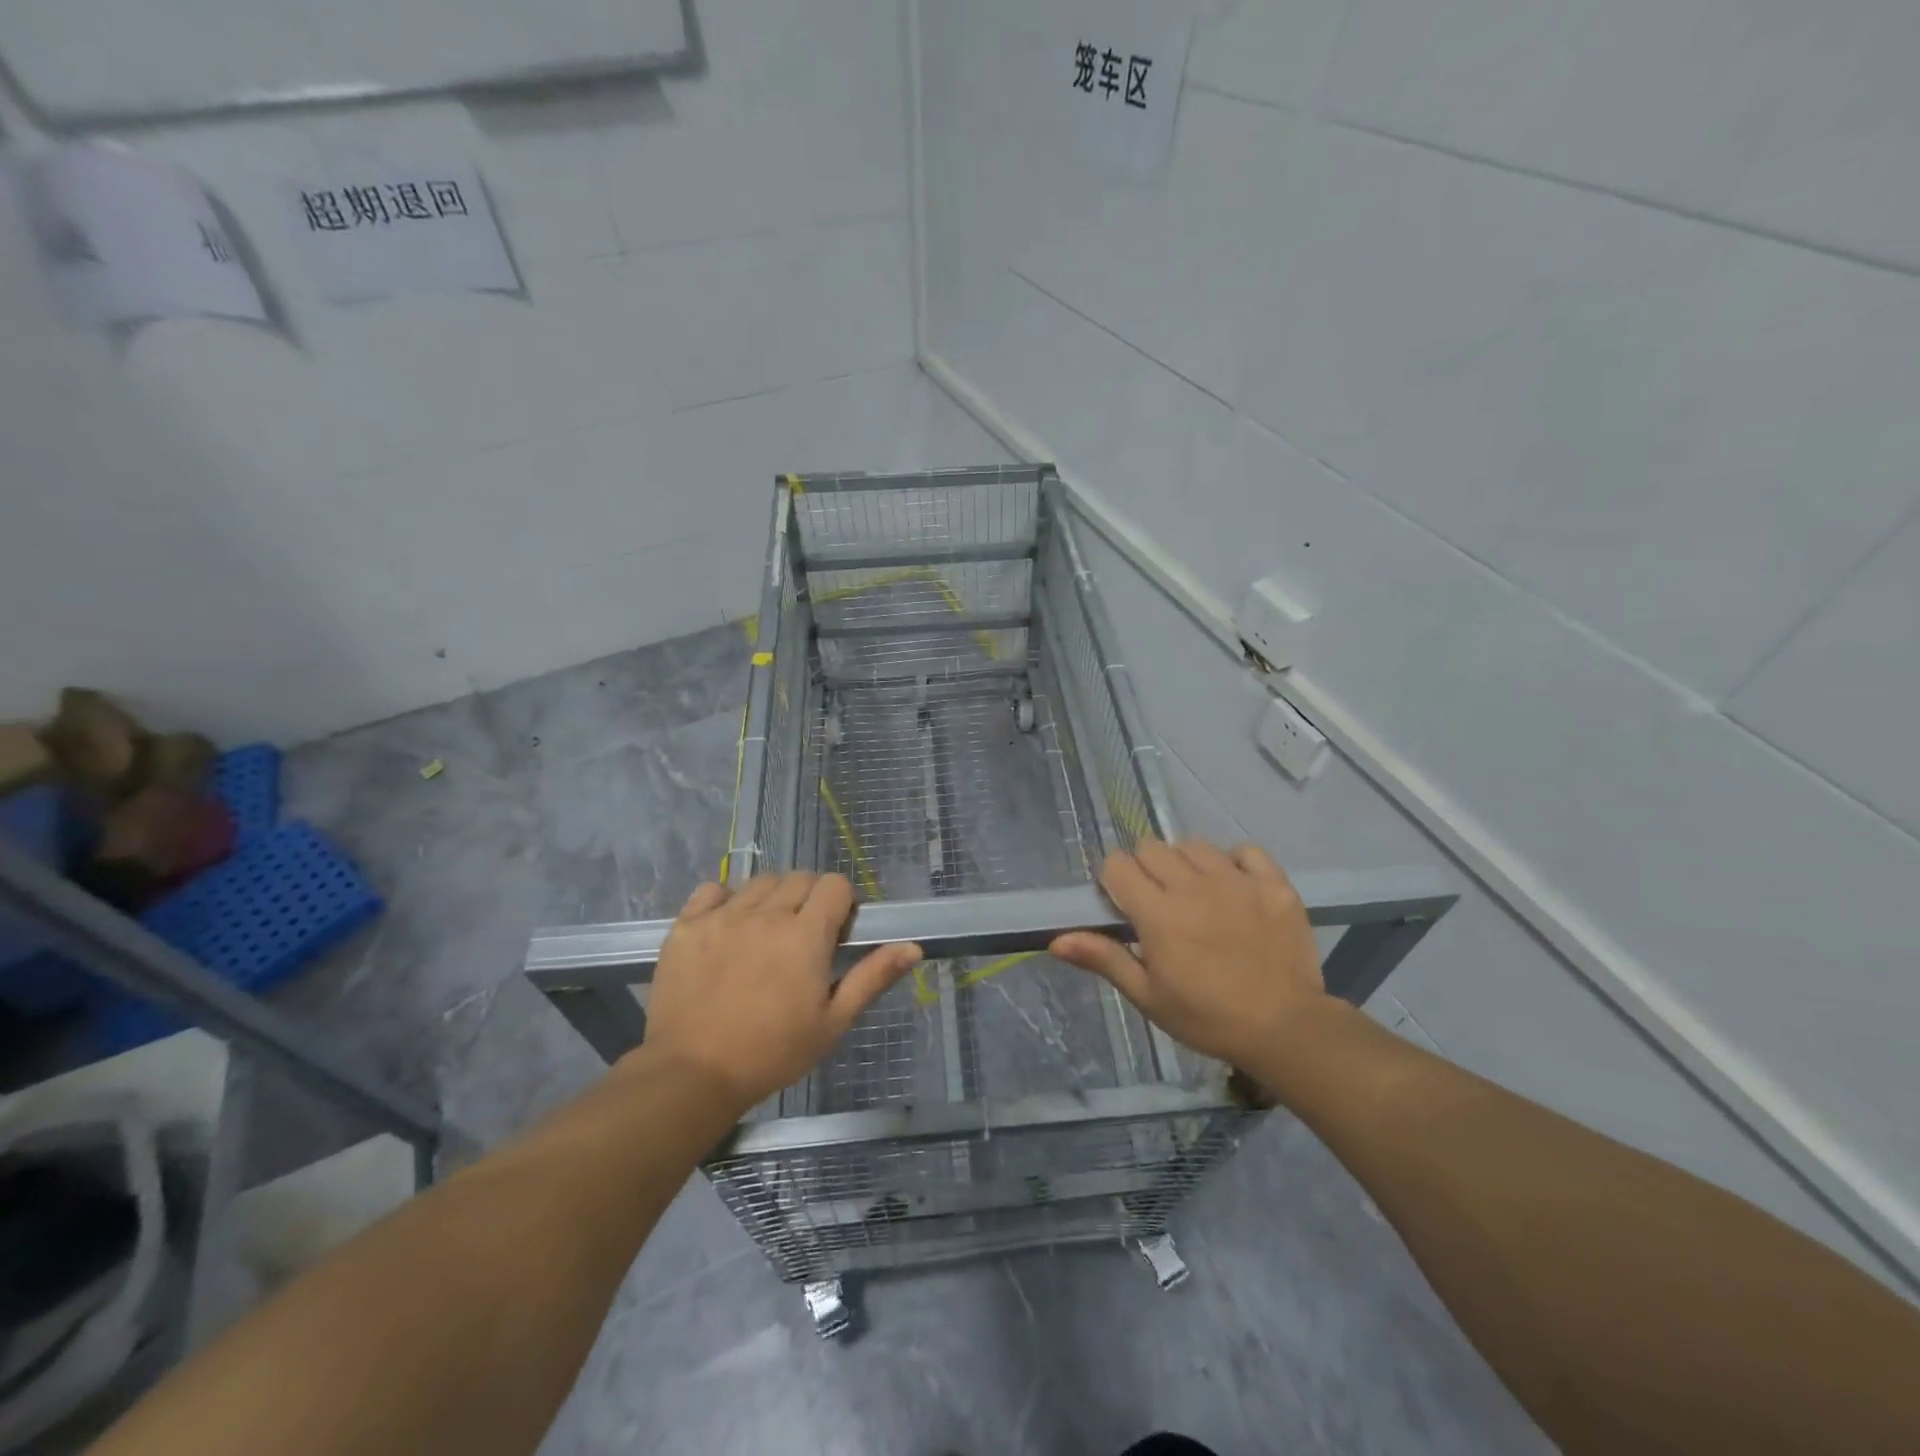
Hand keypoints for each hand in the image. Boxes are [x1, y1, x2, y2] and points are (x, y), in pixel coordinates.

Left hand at [640, 873, 920, 1111]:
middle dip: (809, 899)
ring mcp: (723, 916)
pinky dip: (725, 900)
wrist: (692, 1075)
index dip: (842, 903)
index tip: (835, 932)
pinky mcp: (688, 925)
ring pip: (760, 882)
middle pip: (799, 878)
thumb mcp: (832, 1022)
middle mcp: (766, 913)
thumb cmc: (772, 1053)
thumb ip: (872, 977)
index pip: (835, 885)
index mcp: (805, 935)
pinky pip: (713, 889)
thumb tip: (913, 947)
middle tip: (802, 938)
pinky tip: (727, 928)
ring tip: (764, 934)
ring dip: (771, 899)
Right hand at [1050, 840, 1334, 1073]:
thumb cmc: (1206, 1017)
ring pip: (1194, 845)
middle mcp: (1193, 886)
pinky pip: (1244, 850)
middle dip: (1147, 869)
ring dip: (1187, 864)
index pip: (1118, 864)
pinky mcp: (1273, 883)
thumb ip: (1104, 958)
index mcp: (1158, 913)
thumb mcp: (1148, 995)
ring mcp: (1237, 880)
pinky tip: (1235, 888)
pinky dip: (1234, 863)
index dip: (1114, 881)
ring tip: (1197, 895)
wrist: (1286, 1030)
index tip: (1125, 905)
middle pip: (1152, 847)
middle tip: (1160, 903)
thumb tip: (1055, 940)